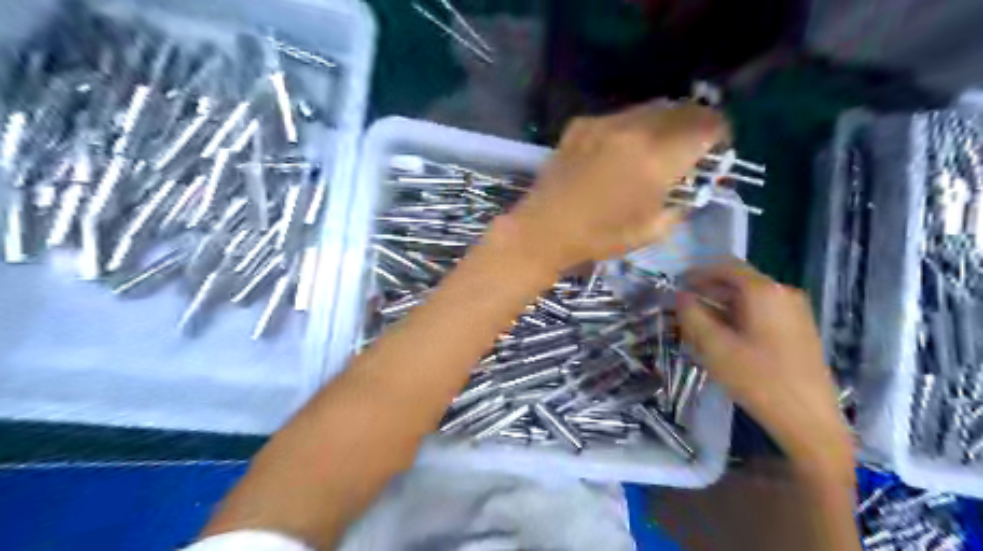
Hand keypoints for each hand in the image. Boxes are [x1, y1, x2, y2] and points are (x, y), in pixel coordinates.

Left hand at [502, 101, 723, 272]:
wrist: (544, 229)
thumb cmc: (600, 237)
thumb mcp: (652, 230)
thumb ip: (681, 204)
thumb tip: (691, 189)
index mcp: (657, 158)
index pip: (706, 125)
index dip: (719, 133)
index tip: (717, 147)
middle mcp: (634, 130)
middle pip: (682, 108)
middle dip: (695, 123)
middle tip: (692, 144)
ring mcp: (604, 123)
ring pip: (650, 108)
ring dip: (664, 122)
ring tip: (658, 145)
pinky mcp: (582, 124)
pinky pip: (619, 116)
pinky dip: (632, 126)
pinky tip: (622, 149)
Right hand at [676, 261, 852, 474]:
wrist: (809, 420)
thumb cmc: (758, 379)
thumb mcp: (715, 347)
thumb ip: (692, 316)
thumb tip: (680, 295)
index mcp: (765, 292)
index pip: (726, 266)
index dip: (698, 271)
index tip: (676, 282)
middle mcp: (784, 294)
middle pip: (739, 281)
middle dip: (708, 289)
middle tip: (683, 305)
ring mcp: (796, 312)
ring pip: (750, 298)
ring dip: (722, 304)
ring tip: (699, 322)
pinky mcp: (799, 329)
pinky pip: (762, 312)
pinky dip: (739, 315)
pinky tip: (725, 336)